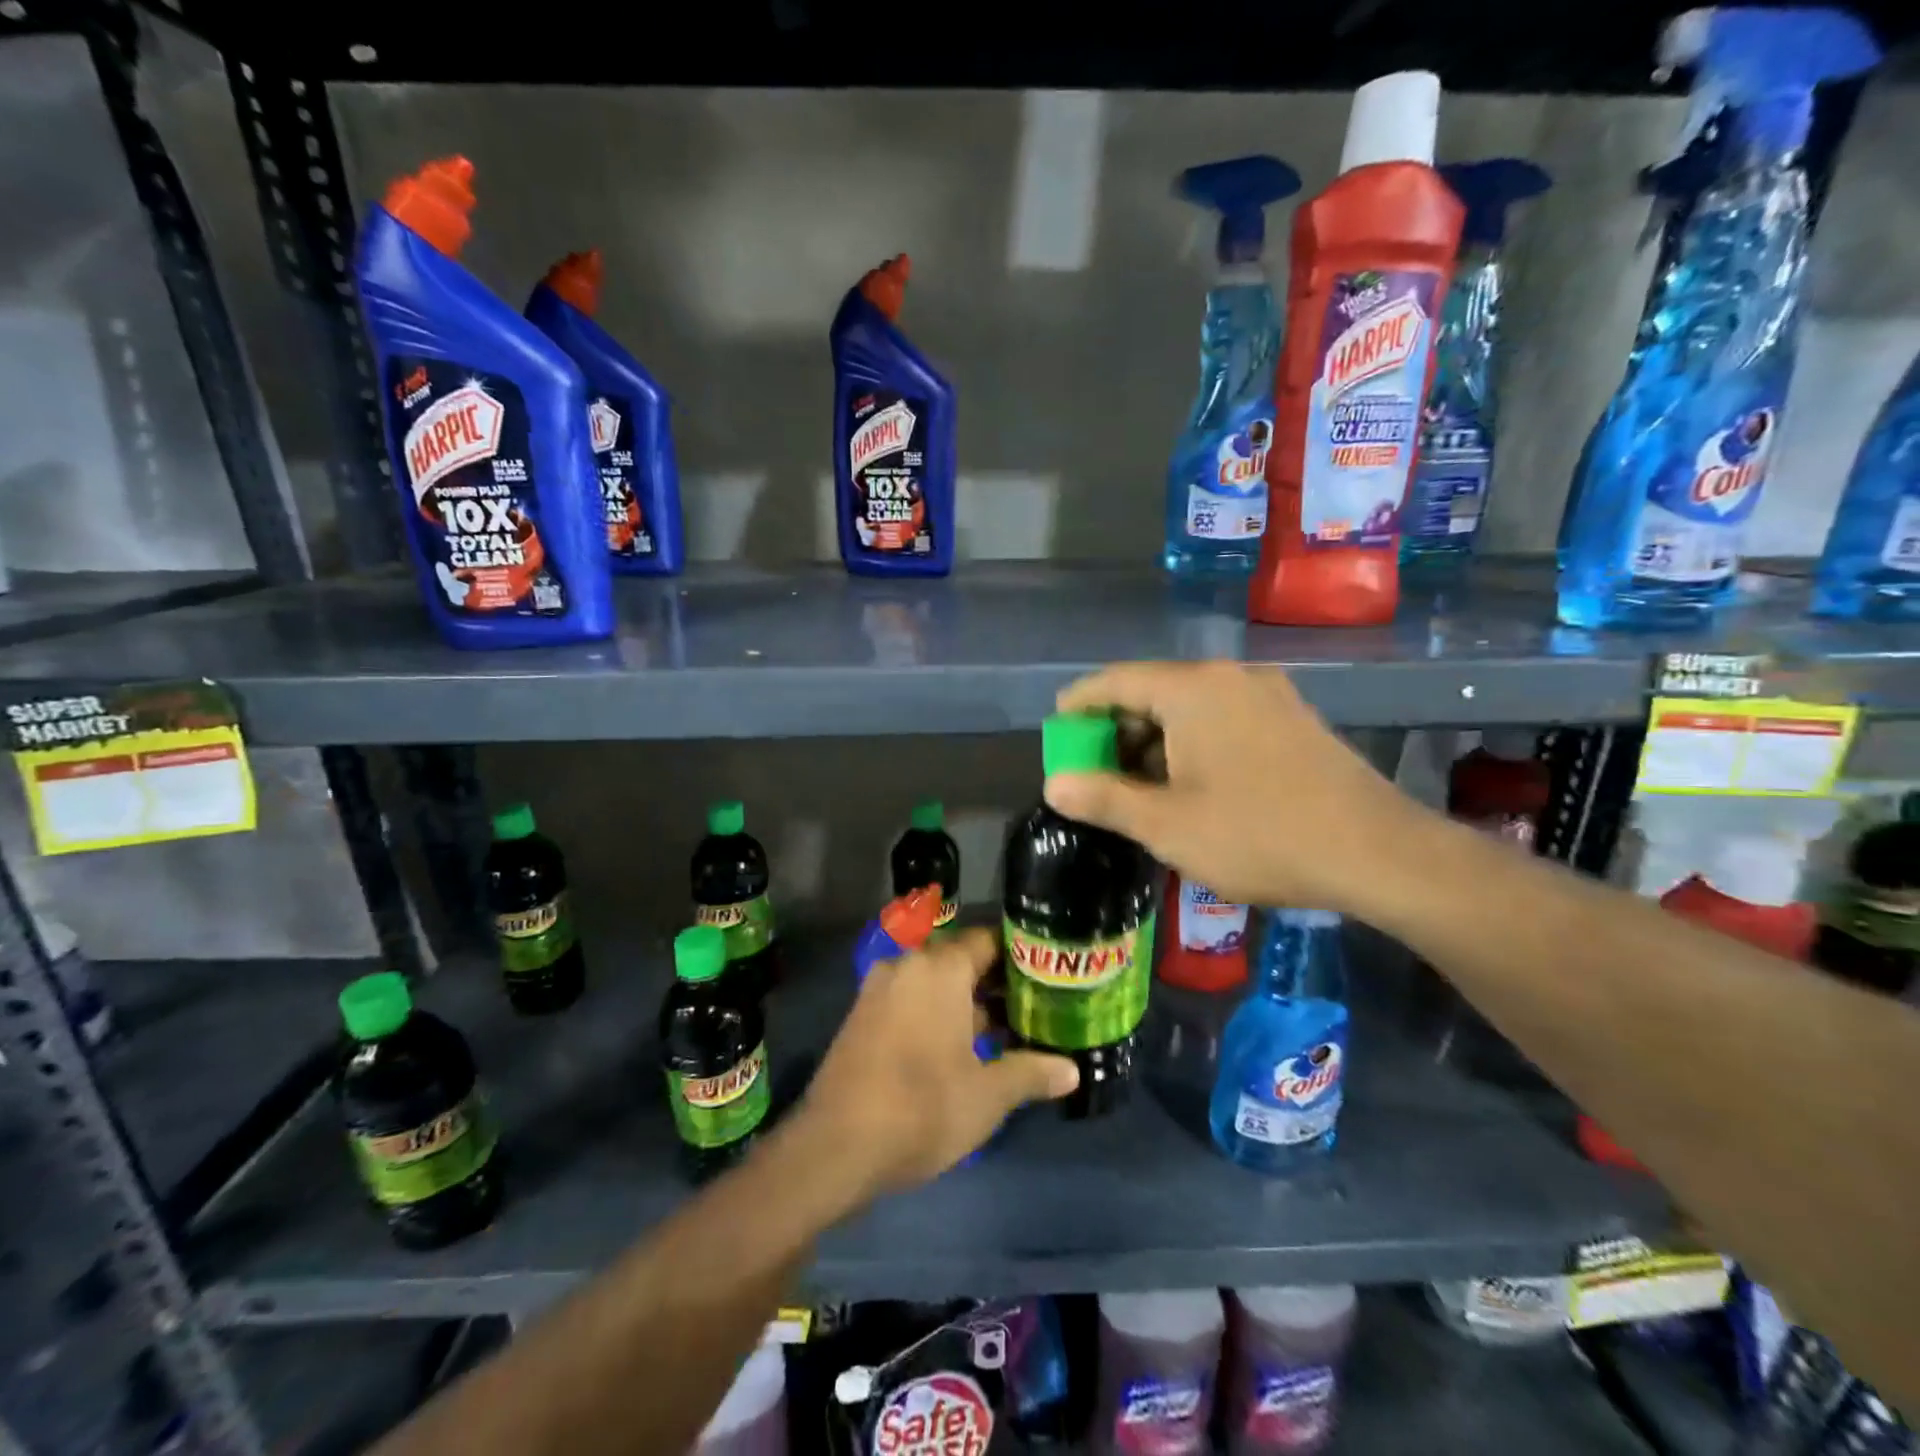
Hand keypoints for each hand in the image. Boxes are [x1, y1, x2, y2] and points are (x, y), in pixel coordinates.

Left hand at [791, 928, 1078, 1197]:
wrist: (835, 1147)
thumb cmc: (922, 1109)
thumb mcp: (987, 1096)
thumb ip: (1030, 1074)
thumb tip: (1072, 1070)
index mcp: (939, 968)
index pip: (988, 940)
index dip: (1020, 956)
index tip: (1047, 975)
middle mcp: (908, 965)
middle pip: (961, 961)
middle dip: (996, 984)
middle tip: (1034, 1007)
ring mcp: (880, 990)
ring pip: (935, 983)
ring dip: (967, 1003)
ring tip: (1006, 1031)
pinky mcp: (863, 1016)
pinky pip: (911, 1000)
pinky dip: (937, 1014)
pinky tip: (961, 1048)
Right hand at [1045, 661, 1435, 915]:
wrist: (1376, 852)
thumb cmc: (1258, 834)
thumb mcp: (1166, 825)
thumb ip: (1103, 798)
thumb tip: (1054, 784)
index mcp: (1192, 689)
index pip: (1115, 681)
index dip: (1078, 704)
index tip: (1057, 730)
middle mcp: (1229, 677)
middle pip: (1152, 690)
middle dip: (1116, 728)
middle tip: (1094, 770)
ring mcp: (1267, 695)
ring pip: (1190, 706)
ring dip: (1154, 738)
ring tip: (1138, 785)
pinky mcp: (1293, 718)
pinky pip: (1223, 718)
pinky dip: (1191, 741)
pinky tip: (1190, 783)